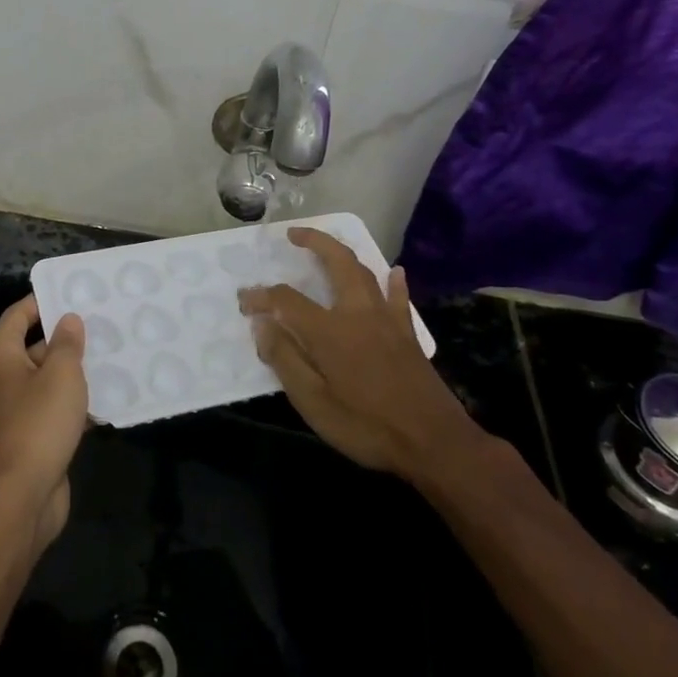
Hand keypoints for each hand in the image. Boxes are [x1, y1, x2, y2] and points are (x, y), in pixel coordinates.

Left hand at [0, 296, 88, 552]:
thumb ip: (66, 342)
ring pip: (45, 378)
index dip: (45, 301)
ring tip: (110, 357)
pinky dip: (72, 402)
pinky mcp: (27, 434)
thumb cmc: (39, 421)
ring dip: (72, 371)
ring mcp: (11, 407)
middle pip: (33, 345)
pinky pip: (50, 406)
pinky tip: (104, 398)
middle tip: (102, 325)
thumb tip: (67, 320)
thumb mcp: (61, 373)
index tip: (76, 293)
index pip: (20, 313)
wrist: (23, 495)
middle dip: (65, 337)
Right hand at [239, 229, 482, 478]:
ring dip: (344, 253)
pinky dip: (393, 281)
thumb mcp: (313, 403)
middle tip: (293, 234)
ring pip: (365, 272)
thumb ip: (285, 359)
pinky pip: (398, 296)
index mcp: (330, 330)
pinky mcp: (407, 333)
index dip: (261, 297)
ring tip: (328, 246)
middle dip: (314, 241)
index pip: (286, 300)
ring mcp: (387, 320)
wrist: (434, 442)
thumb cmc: (367, 426)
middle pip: (337, 262)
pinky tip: (394, 272)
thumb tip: (262, 325)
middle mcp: (358, 313)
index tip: (244, 302)